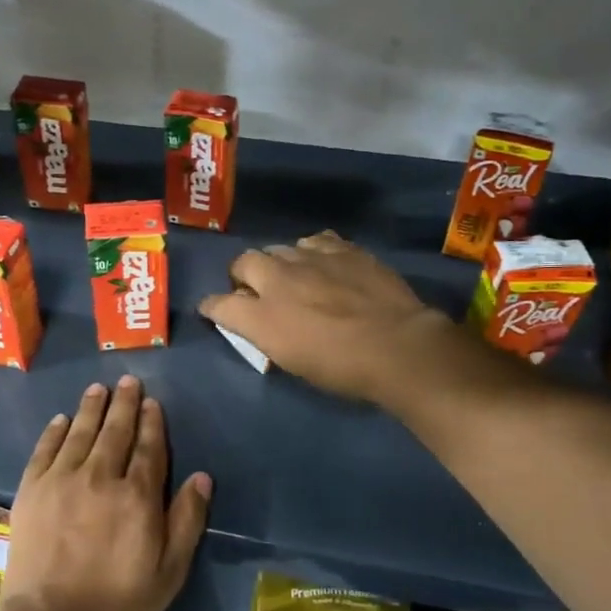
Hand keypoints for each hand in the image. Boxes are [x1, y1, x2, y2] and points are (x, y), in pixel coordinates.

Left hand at [3, 375, 211, 610]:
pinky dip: (55, 431)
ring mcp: (62, 480)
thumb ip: (187, 521)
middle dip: (124, 404)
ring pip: (81, 432)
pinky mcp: (32, 490)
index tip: (152, 402)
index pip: (149, 448)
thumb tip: (201, 477)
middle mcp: (101, 477)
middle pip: (115, 431)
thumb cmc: (118, 602)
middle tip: (128, 381)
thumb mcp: (169, 571)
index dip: (152, 423)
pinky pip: (45, 449)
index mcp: (138, 496)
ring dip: (92, 408)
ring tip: (99, 388)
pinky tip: (62, 419)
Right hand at [198, 231, 464, 403]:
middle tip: (256, 291)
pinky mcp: (342, 248)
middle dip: (243, 274)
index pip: (218, 304)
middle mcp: (277, 278)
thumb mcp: (293, 361)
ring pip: (280, 248)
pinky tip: (324, 264)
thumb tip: (258, 320)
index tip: (214, 310)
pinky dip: (312, 252)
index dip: (212, 307)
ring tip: (294, 276)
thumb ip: (267, 334)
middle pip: (243, 262)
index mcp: (261, 316)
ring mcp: (311, 258)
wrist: (397, 346)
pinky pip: (315, 241)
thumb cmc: (342, 369)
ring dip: (279, 262)